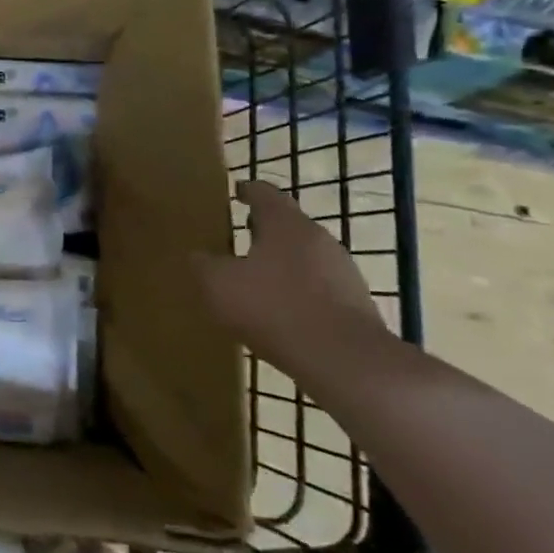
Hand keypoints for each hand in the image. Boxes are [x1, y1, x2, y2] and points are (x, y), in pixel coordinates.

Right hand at [194, 180, 382, 376]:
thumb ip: (204, 265)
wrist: (346, 362)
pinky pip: (320, 286)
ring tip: (258, 278)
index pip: (264, 193)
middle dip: (265, 228)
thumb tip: (197, 256)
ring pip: (306, 255)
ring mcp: (342, 270)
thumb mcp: (220, 286)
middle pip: (288, 223)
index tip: (236, 191)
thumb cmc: (275, 308)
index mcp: (285, 223)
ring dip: (283, 261)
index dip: (247, 190)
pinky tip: (283, 312)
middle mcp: (318, 237)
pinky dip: (299, 290)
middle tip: (241, 235)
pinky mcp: (356, 303)